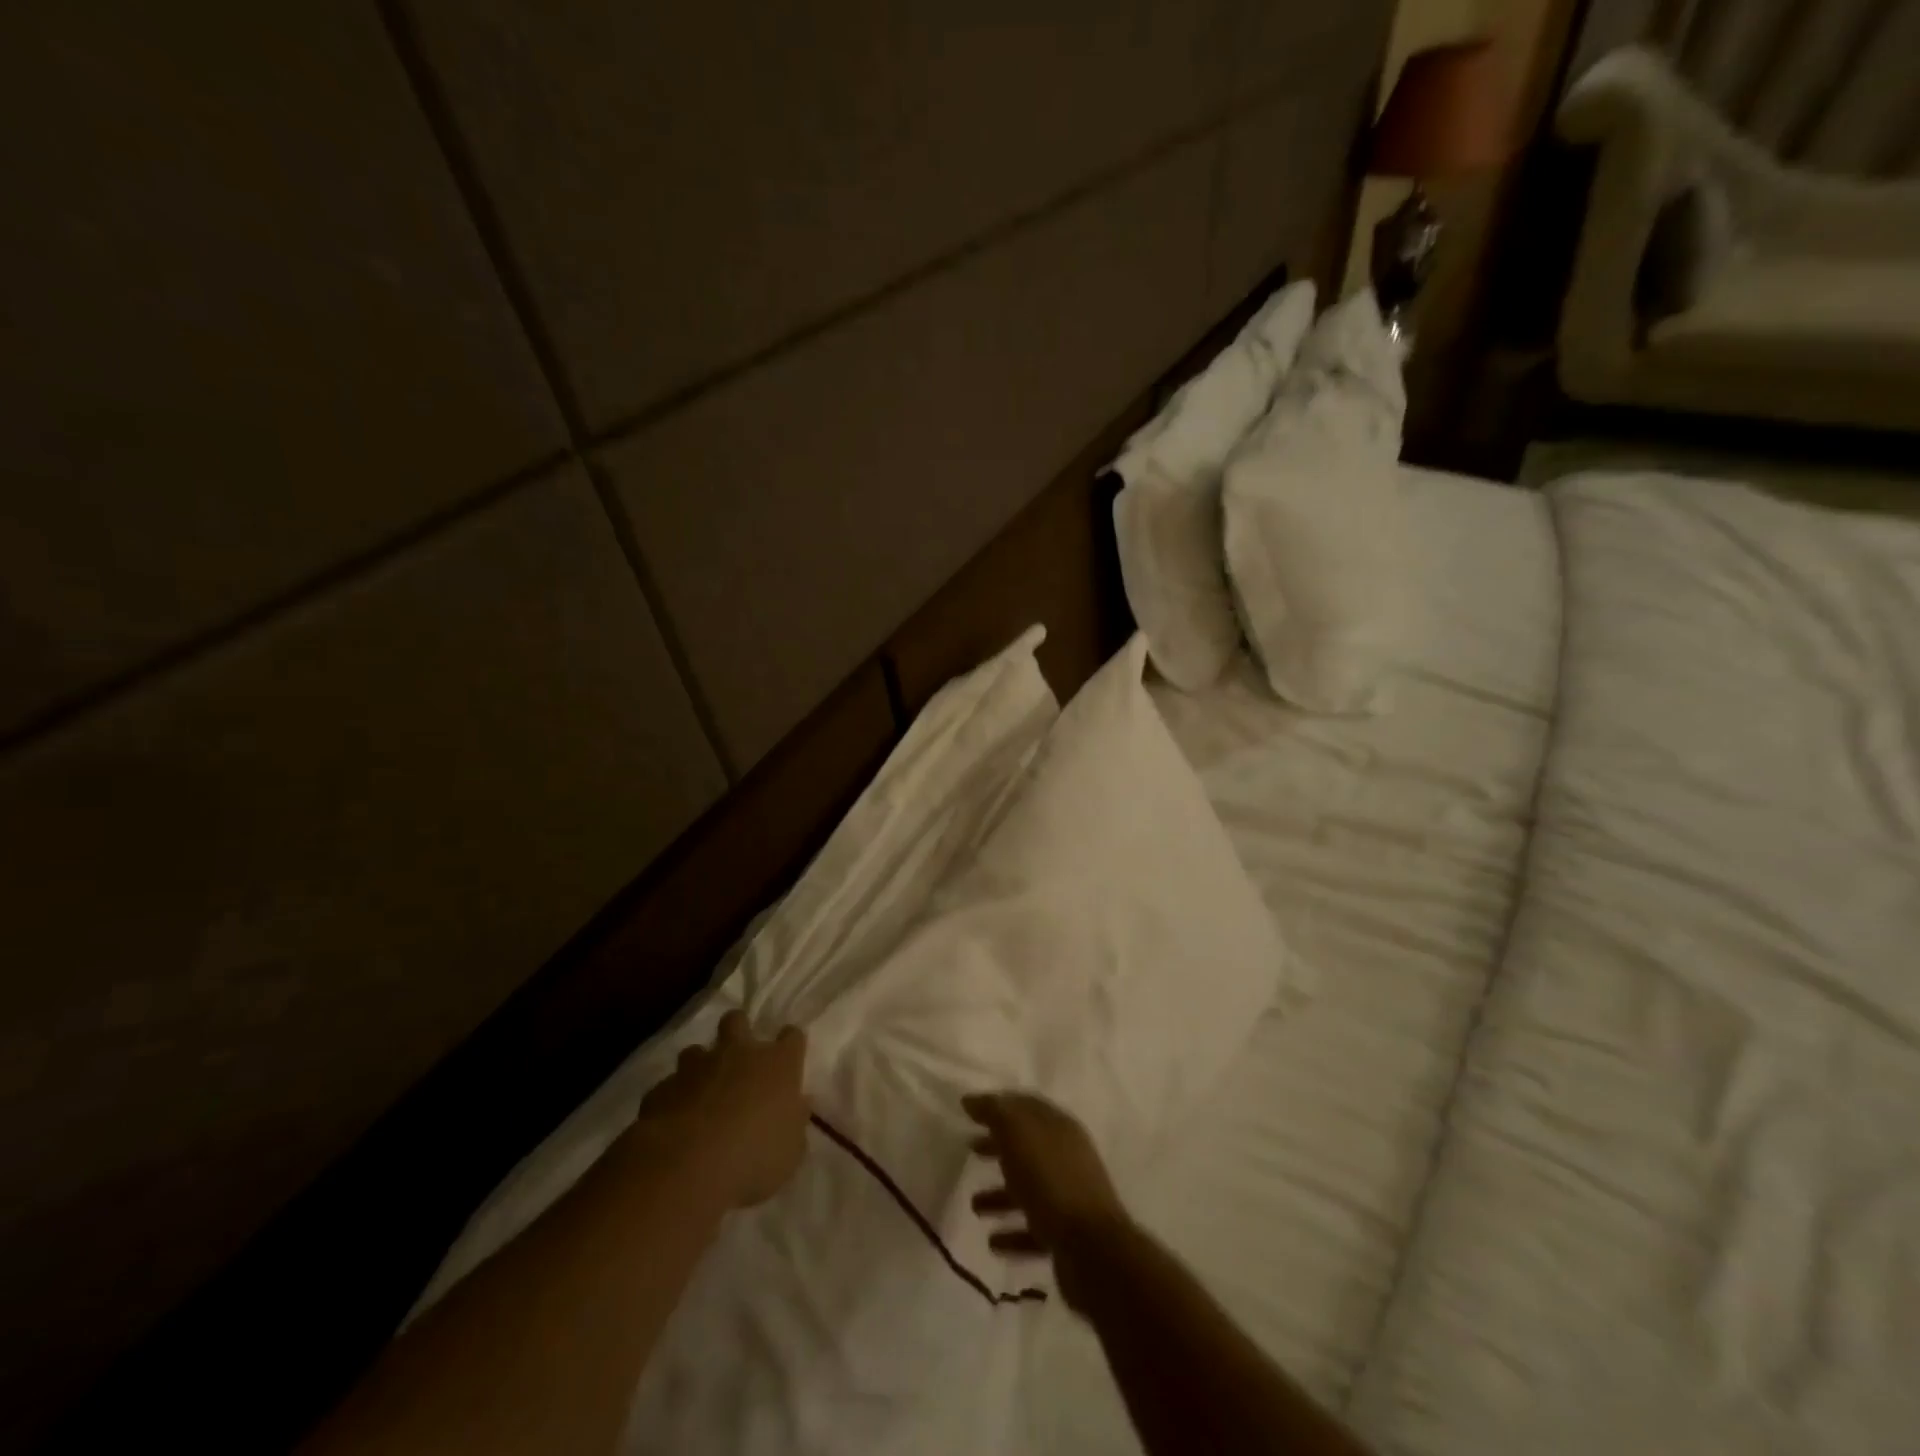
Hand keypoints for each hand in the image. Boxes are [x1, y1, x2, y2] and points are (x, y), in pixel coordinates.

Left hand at [631, 1010, 809, 1209]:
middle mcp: (738, 1053)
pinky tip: (672, 1120)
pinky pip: (668, 1086)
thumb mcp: (790, 1151)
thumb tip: (797, 1106)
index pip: (791, 1037)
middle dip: (737, 1031)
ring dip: (699, 1066)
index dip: (789, 1044)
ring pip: (696, 1050)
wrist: (687, 1167)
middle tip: (738, 1056)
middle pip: (737, 1021)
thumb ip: (793, 1123)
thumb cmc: (754, 1158)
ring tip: (700, 1091)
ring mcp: (696, 1067)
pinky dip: (672, 1098)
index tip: (788, 1057)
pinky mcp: (662, 1088)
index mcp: (777, 1064)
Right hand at [964, 1092, 1128, 1311]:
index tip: (971, 1111)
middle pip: (1027, 1146)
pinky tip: (993, 1242)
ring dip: (1001, 1195)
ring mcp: (1068, 1197)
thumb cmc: (1051, 1181)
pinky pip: (1033, 1229)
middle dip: (998, 1147)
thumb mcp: (1018, 1135)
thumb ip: (995, 1113)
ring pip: (1029, 1189)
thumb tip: (972, 1099)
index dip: (998, 1105)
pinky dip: (1013, 1233)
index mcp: (1059, 1127)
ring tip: (975, 1206)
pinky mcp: (1067, 1236)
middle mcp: (1066, 1157)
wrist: (1092, 1249)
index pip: (1026, 1106)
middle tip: (970, 1149)